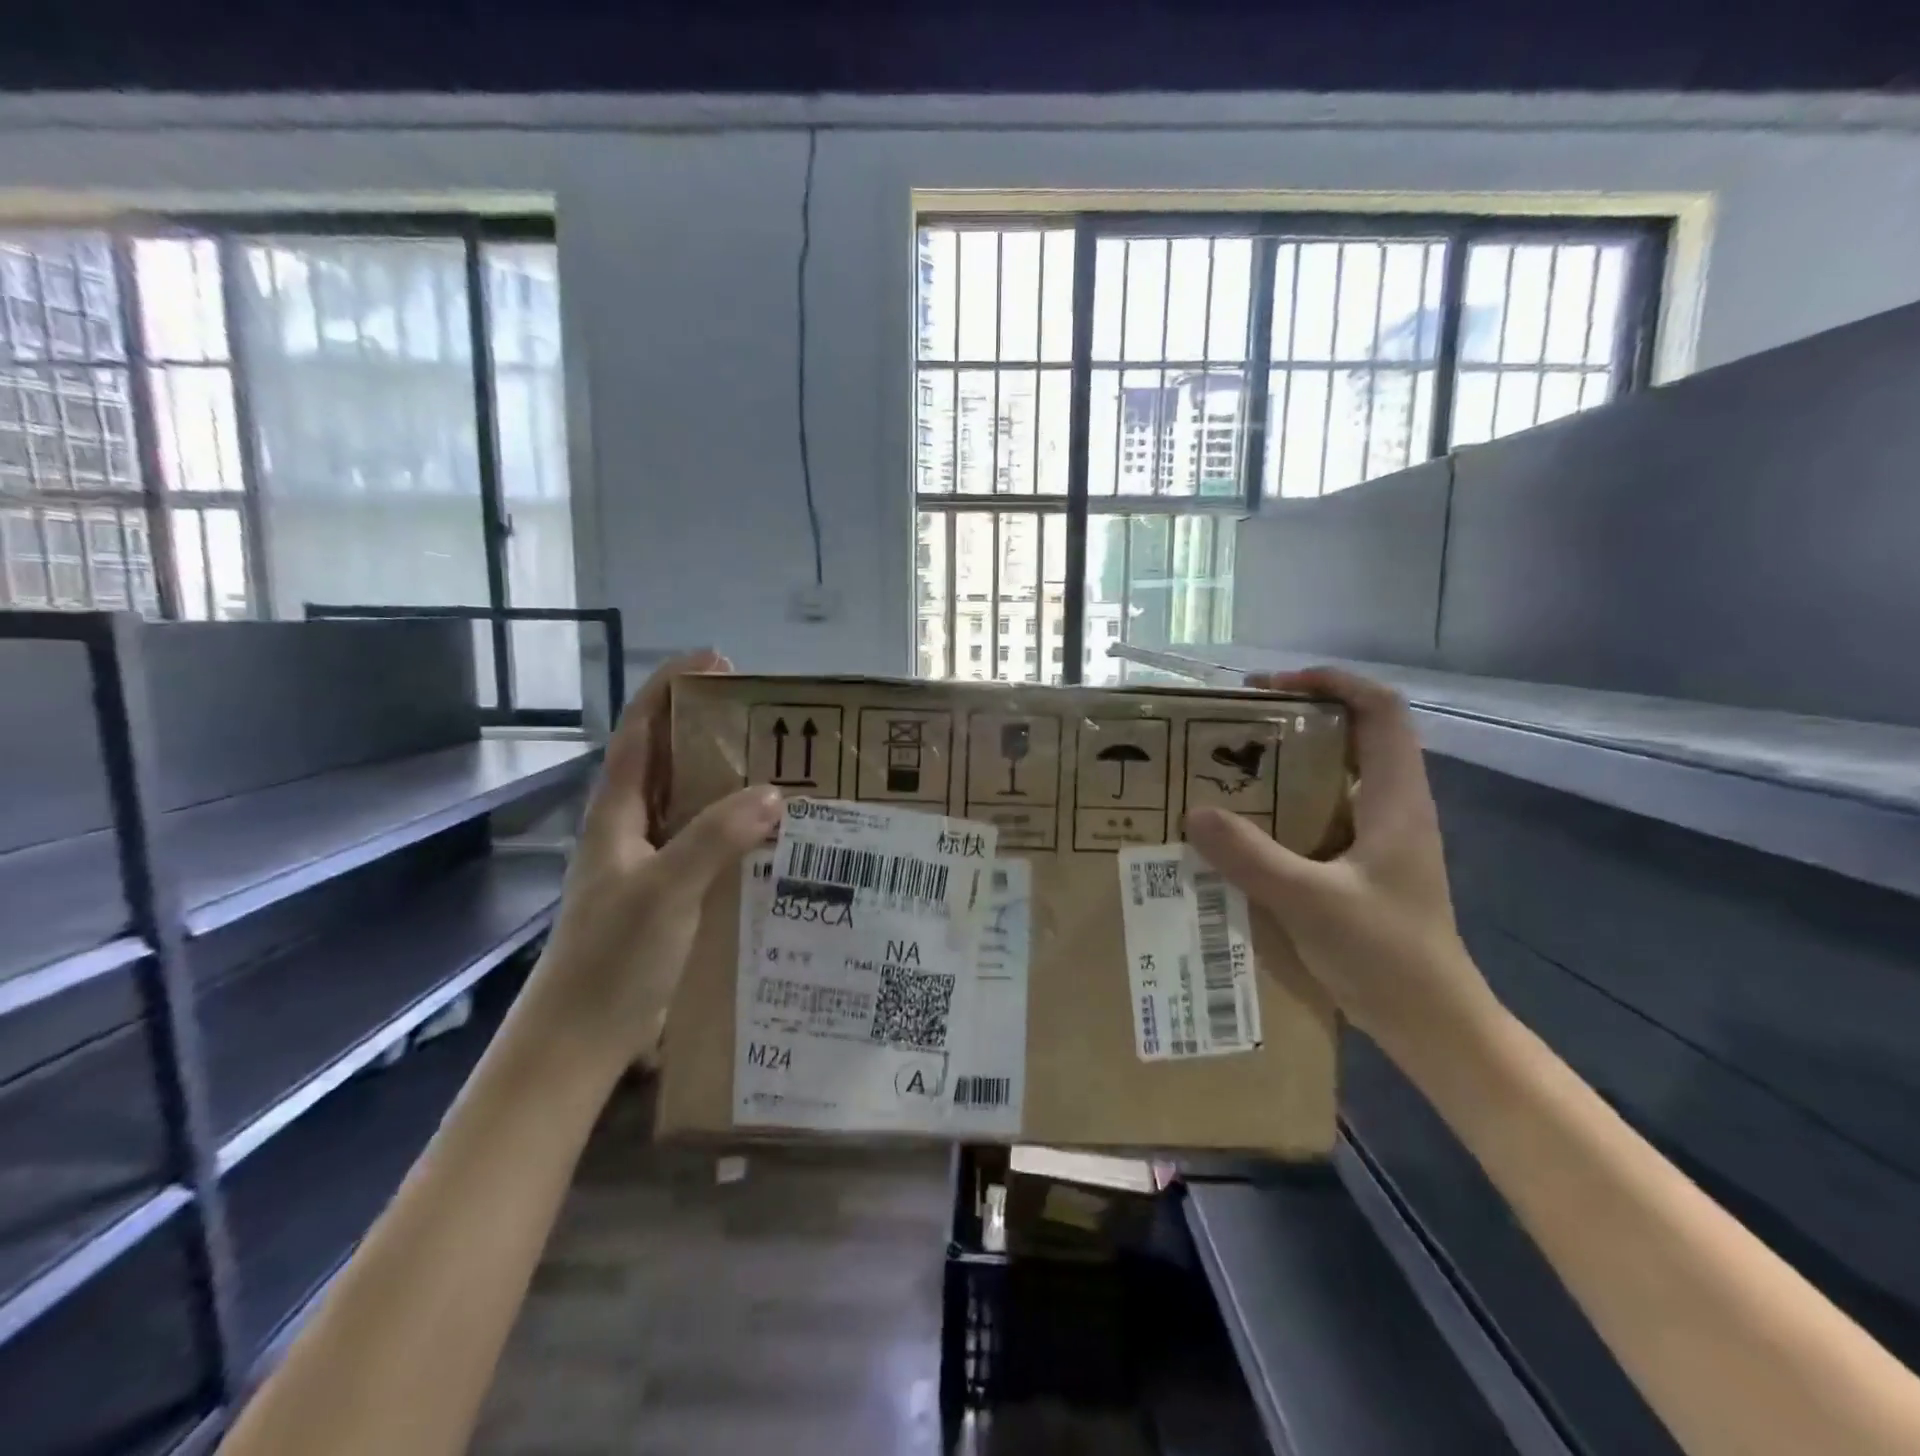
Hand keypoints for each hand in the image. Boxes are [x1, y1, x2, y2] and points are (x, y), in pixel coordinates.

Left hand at [524, 650, 781, 1068]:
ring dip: (727, 780)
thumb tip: (773, 793)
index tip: (716, 660)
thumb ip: (716, 838)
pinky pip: (705, 843)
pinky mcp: (667, 893)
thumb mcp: (666, 890)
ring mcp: (647, 862)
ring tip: (781, 766)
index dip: (671, 689)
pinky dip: (735, 828)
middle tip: (768, 718)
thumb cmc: (611, 957)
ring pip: (690, 803)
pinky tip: (772, 836)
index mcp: (617, 813)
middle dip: (709, 728)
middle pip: (668, 760)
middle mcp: (630, 827)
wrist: (580, 1039)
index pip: (641, 731)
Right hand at [1186, 667, 1494, 1059]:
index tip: (1273, 686)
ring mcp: (1378, 838)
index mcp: (1396, 799)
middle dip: (1295, 719)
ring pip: (1333, 777)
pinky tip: (1242, 830)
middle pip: (1353, 735)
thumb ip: (1252, 856)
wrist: (1431, 1023)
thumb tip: (1195, 813)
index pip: (1381, 709)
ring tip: (1228, 771)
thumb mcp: (1311, 901)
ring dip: (1284, 765)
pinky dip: (1282, 807)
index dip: (1333, 681)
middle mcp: (1391, 806)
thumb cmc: (1387, 954)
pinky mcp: (1361, 866)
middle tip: (1235, 728)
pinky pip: (1318, 816)